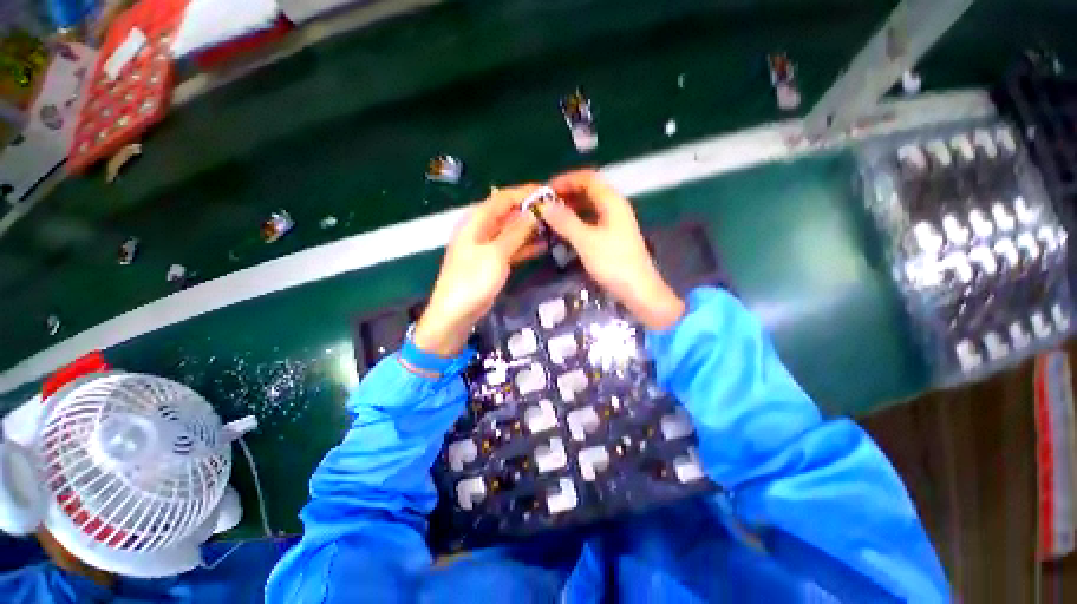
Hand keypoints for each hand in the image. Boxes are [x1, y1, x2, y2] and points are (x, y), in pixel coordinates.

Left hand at [414, 185, 543, 355]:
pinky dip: (525, 246)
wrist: (455, 314)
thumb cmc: (472, 281)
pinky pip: (511, 248)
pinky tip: (543, 245)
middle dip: (529, 211)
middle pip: (507, 213)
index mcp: (476, 222)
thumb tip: (533, 212)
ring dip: (529, 228)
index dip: (524, 193)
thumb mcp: (496, 254)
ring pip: (511, 231)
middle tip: (555, 211)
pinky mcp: (492, 262)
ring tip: (554, 226)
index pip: (502, 199)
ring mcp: (486, 247)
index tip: (548, 193)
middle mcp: (480, 230)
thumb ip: (515, 232)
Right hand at [543, 170, 684, 329]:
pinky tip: (564, 232)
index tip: (544, 191)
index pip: (587, 178)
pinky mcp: (612, 238)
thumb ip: (565, 221)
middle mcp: (614, 208)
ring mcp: (614, 224)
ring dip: (570, 210)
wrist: (638, 291)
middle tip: (544, 206)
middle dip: (565, 195)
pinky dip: (576, 223)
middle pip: (588, 192)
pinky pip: (591, 223)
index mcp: (612, 202)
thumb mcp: (586, 241)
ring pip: (589, 208)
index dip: (565, 180)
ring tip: (550, 219)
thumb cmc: (614, 264)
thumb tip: (544, 205)